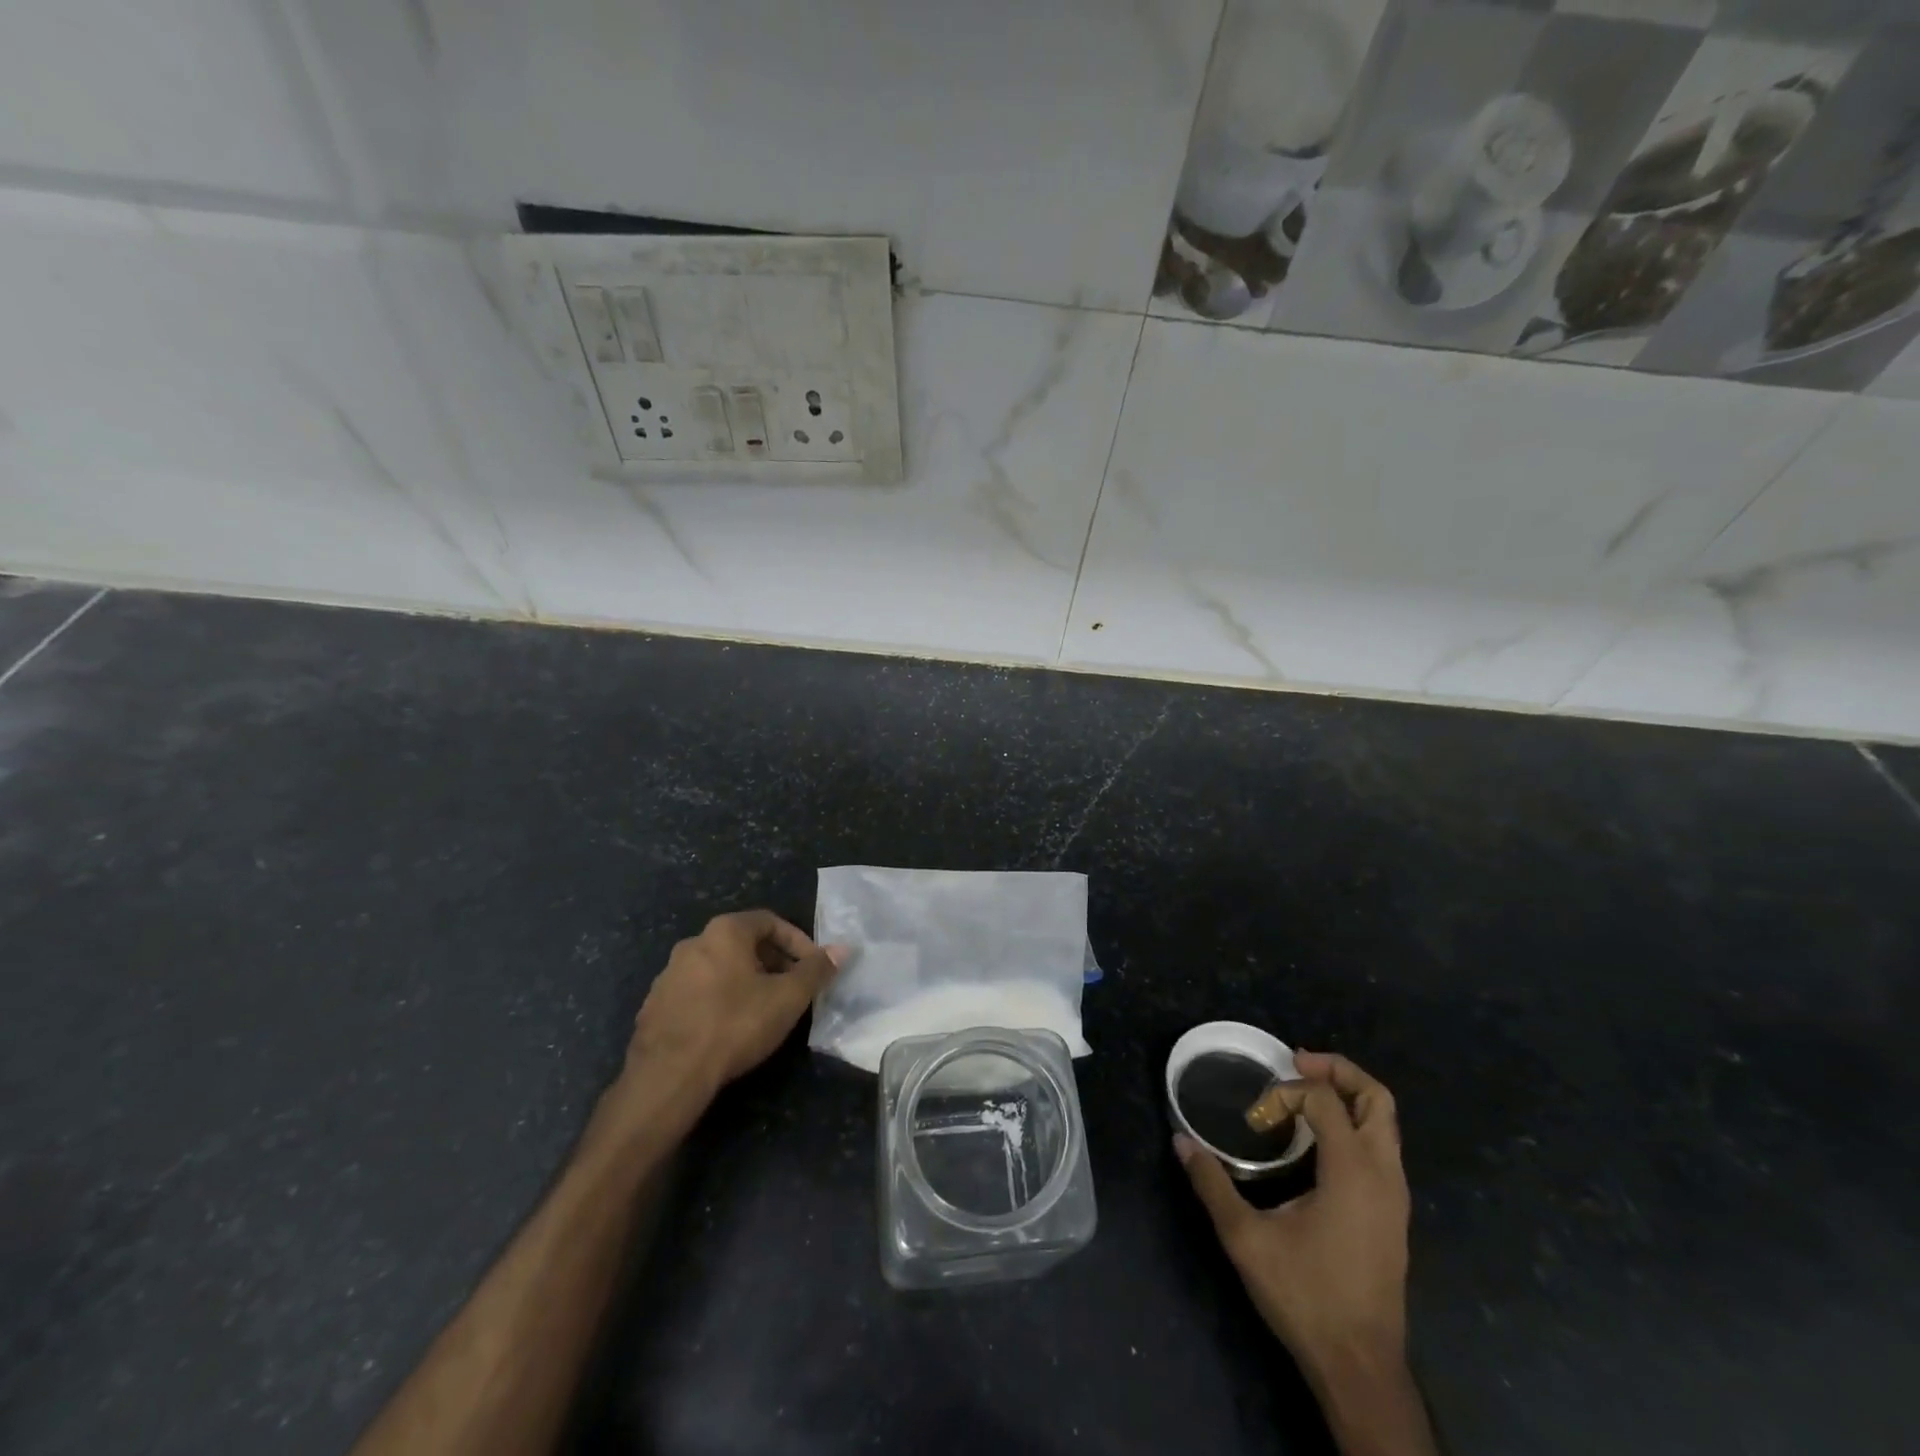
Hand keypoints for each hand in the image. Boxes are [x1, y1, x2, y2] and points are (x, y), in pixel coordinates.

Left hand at [623, 910, 843, 1105]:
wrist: (668, 1074)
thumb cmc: (735, 1024)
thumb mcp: (788, 997)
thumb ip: (816, 970)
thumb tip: (842, 949)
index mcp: (724, 932)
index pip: (769, 921)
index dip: (797, 941)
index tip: (811, 967)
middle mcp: (693, 943)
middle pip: (743, 943)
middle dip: (772, 962)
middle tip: (791, 989)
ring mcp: (668, 975)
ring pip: (718, 968)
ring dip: (744, 981)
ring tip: (762, 1010)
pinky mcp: (654, 1006)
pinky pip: (696, 993)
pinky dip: (717, 1001)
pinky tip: (727, 1029)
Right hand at [1176, 1051, 1410, 1378]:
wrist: (1360, 1369)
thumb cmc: (1306, 1298)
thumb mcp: (1246, 1239)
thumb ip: (1212, 1184)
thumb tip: (1180, 1140)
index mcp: (1353, 1172)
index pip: (1325, 1099)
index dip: (1285, 1094)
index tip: (1255, 1119)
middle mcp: (1383, 1175)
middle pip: (1376, 1098)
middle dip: (1336, 1070)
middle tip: (1294, 1062)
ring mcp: (1395, 1196)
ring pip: (1385, 1122)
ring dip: (1346, 1095)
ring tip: (1303, 1092)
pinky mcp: (1394, 1214)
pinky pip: (1382, 1146)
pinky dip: (1353, 1123)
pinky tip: (1317, 1139)